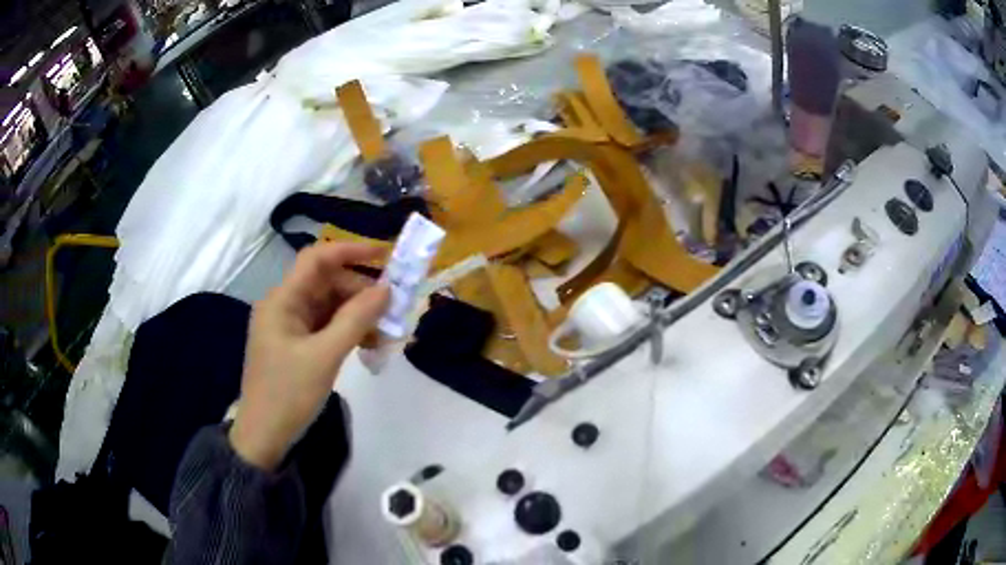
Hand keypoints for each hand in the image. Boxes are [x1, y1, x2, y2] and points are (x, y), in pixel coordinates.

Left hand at [230, 243, 389, 469]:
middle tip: (393, 311)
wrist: (264, 437)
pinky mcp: (296, 346)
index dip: (351, 250)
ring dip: (358, 315)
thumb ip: (355, 320)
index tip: (386, 255)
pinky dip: (348, 332)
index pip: (317, 259)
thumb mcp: (325, 356)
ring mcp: (290, 327)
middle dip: (361, 293)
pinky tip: (368, 345)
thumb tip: (386, 289)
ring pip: (330, 307)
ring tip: (385, 334)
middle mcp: (284, 306)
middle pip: (327, 284)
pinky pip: (326, 327)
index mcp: (282, 300)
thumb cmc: (288, 394)